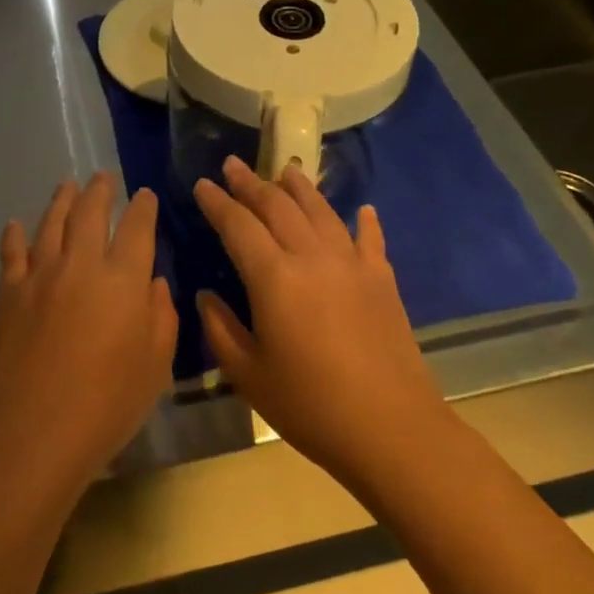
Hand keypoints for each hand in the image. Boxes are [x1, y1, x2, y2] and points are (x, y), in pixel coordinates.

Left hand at [0, 173, 177, 492]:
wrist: (37, 430)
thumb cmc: (109, 403)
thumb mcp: (155, 364)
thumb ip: (160, 316)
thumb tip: (153, 283)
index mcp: (123, 280)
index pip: (137, 227)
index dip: (143, 207)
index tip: (144, 195)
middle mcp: (81, 264)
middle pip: (90, 212)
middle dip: (100, 190)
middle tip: (103, 177)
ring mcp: (40, 275)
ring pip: (51, 223)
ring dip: (61, 200)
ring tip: (67, 186)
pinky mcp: (9, 293)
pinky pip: (11, 253)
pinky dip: (14, 235)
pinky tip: (14, 225)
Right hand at [194, 157, 445, 492]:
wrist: (391, 428)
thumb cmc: (310, 406)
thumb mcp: (248, 374)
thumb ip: (220, 328)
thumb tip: (206, 295)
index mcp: (274, 277)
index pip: (238, 225)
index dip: (217, 202)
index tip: (201, 184)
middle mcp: (312, 257)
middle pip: (277, 206)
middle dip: (251, 183)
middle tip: (233, 165)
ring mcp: (352, 264)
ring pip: (321, 211)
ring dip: (299, 188)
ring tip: (285, 170)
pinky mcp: (382, 280)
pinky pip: (369, 239)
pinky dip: (364, 221)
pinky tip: (363, 210)